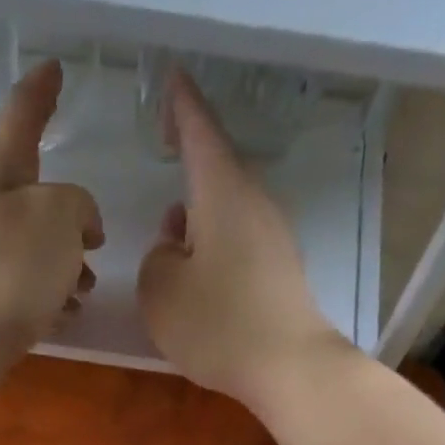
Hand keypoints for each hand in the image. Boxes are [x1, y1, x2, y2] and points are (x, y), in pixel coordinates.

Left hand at [0, 60, 103, 387]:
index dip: (42, 89)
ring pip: (38, 247)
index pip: (23, 113)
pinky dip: (53, 296)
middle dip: (71, 213)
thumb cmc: (7, 269)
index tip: (55, 68)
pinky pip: (30, 287)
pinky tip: (68, 314)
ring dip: (67, 263)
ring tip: (87, 286)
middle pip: (36, 193)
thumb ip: (79, 205)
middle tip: (96, 234)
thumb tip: (79, 225)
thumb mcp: (58, 217)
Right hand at [137, 71, 352, 413]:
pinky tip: (199, 274)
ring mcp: (272, 237)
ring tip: (172, 237)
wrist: (288, 366)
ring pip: (227, 209)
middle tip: (166, 149)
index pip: (200, 132)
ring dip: (199, 214)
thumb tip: (174, 246)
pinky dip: (214, 245)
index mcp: (222, 192)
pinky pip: (238, 241)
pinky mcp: (279, 271)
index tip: (172, 78)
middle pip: (217, 171)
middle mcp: (253, 203)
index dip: (182, 105)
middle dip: (189, 161)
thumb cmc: (218, 323)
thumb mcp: (161, 291)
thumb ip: (156, 258)